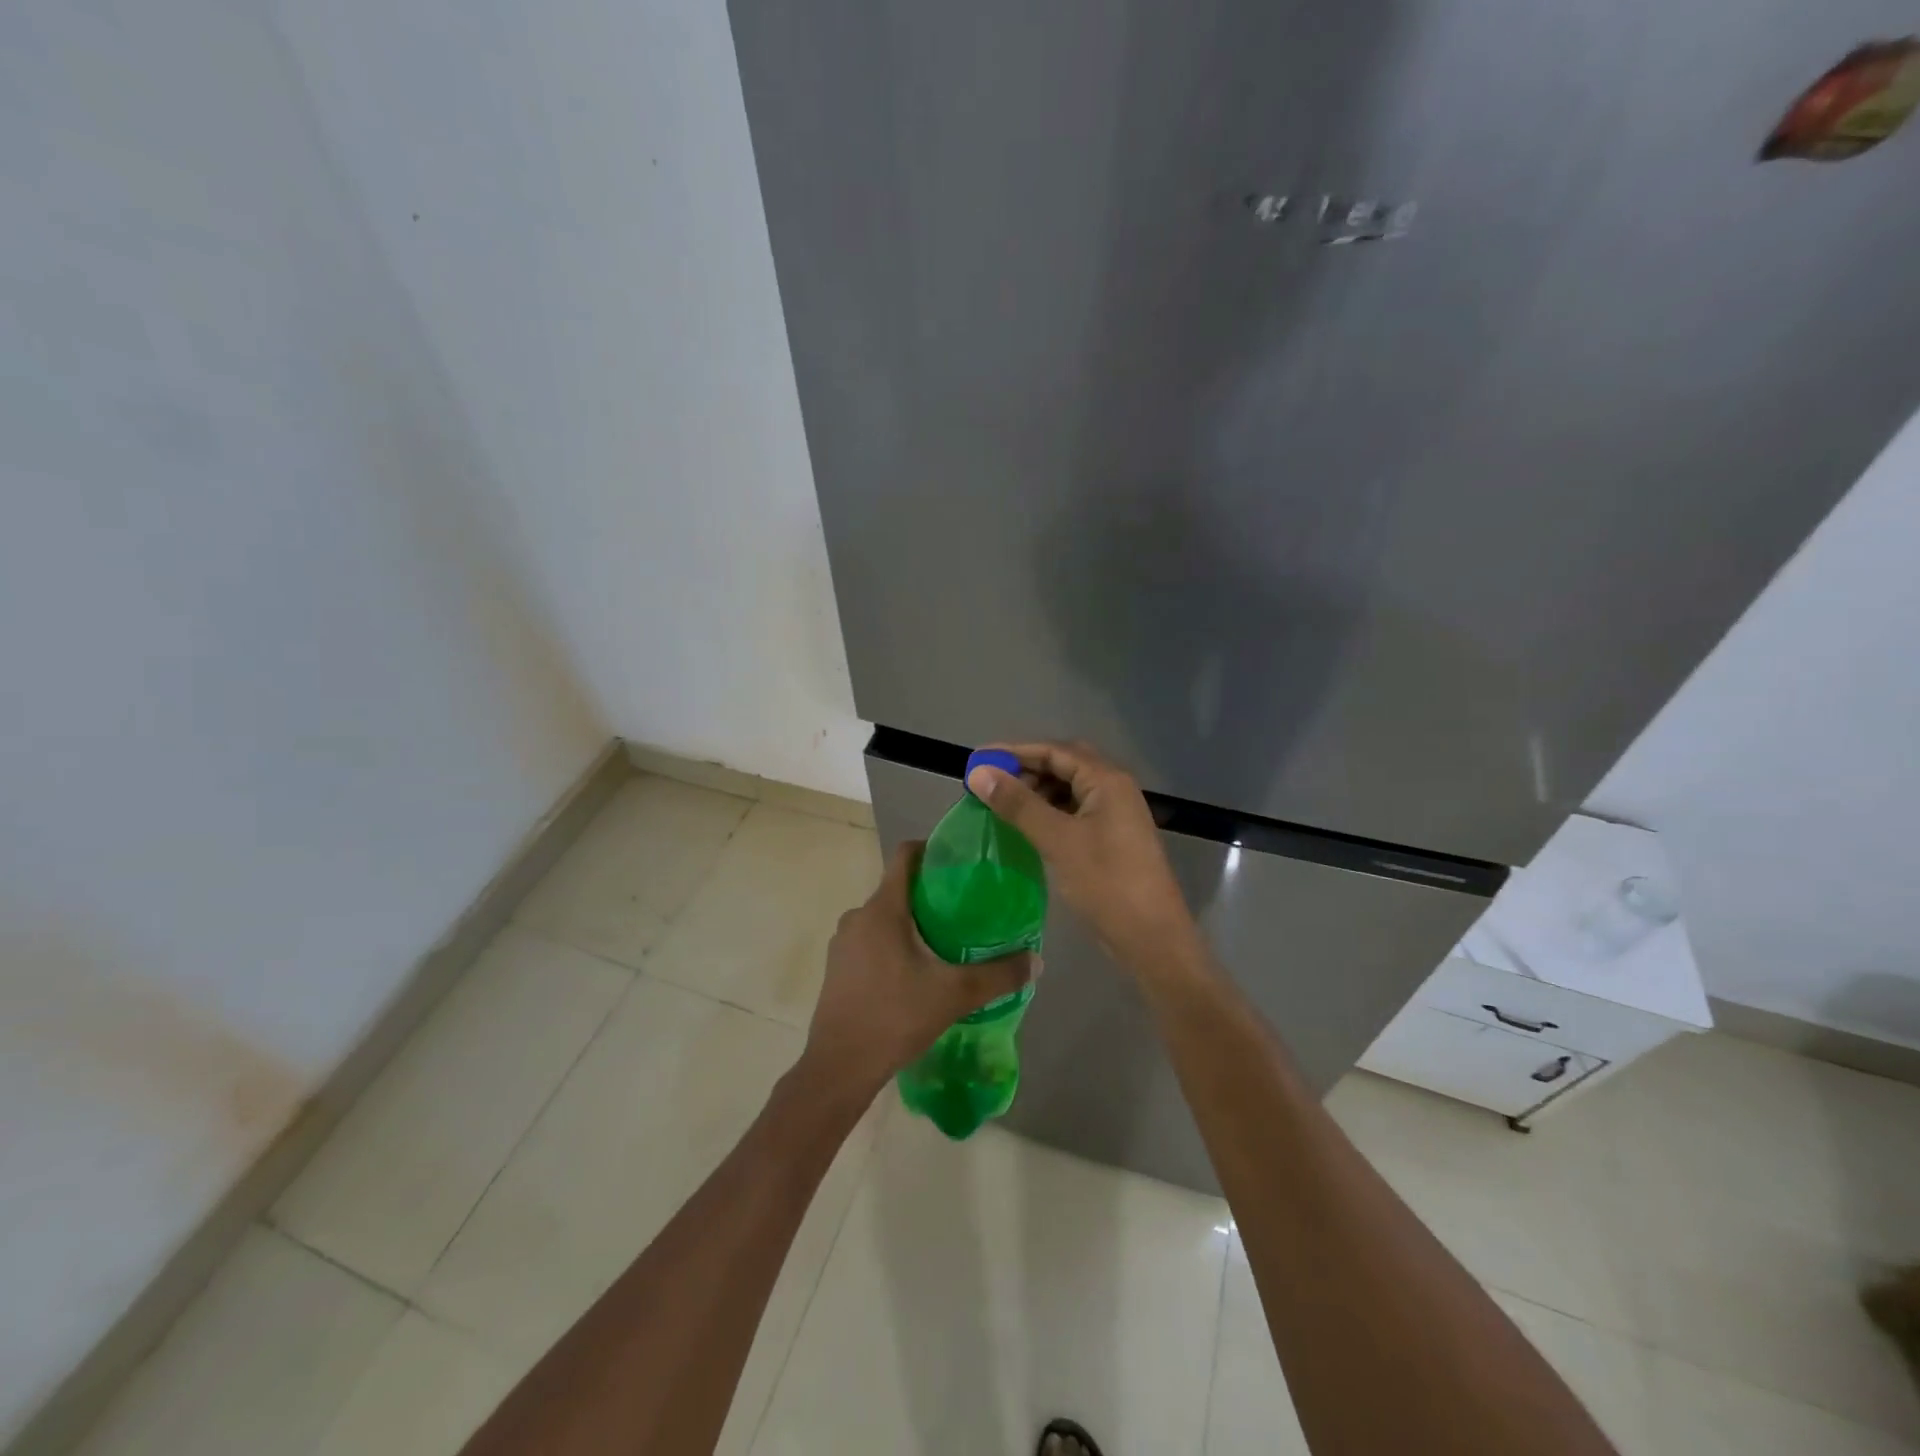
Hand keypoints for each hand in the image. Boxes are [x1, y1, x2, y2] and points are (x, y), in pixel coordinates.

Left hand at [799, 841, 1035, 1102]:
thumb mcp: (955, 994)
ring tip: (945, 941)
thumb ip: (998, 975)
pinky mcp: (837, 966)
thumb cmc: (895, 1017)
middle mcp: (857, 916)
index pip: (905, 855)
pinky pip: (871, 940)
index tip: (960, 861)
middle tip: (966, 909)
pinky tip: (916, 971)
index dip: (933, 848)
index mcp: (882, 908)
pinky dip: (894, 943)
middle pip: (898, 888)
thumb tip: (1036, 961)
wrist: (839, 1067)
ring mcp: (843, 942)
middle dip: (930, 893)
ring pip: (884, 917)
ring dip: (912, 922)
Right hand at [966, 741, 1197, 976]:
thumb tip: (978, 772)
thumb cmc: (1106, 883)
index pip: (1055, 750)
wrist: (1151, 937)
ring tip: (1003, 804)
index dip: (1014, 752)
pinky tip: (1028, 825)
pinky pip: (1074, 810)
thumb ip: (1018, 804)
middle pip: (1064, 764)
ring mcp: (1115, 813)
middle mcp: (1114, 788)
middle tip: (989, 782)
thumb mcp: (1058, 840)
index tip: (977, 760)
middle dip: (1026, 769)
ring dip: (1036, 790)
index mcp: (1107, 780)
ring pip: (1069, 788)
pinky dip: (1049, 810)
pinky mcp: (1111, 836)